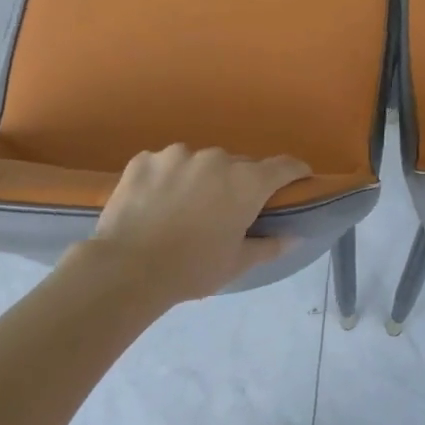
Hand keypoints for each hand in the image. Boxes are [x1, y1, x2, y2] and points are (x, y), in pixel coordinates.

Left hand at [81, 145, 311, 303]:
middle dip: (239, 182)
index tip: (298, 179)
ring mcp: (177, 155)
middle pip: (238, 165)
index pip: (284, 166)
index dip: (295, 171)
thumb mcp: (237, 263)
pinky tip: (156, 202)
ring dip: (201, 178)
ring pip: (199, 162)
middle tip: (228, 209)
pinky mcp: (144, 159)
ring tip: (185, 206)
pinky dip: (167, 178)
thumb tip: (294, 236)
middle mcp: (216, 159)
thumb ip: (269, 245)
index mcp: (246, 182)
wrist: (126, 268)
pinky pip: (165, 164)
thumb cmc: (192, 269)